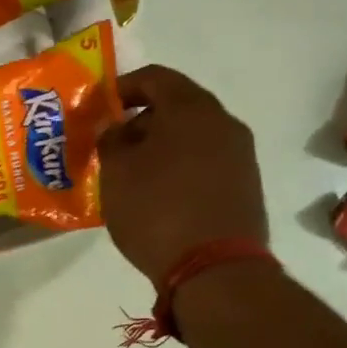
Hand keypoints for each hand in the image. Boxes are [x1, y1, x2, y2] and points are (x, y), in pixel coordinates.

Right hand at [99, 65, 267, 282]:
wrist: (215, 269)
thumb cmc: (157, 210)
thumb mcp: (116, 173)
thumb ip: (110, 140)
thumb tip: (116, 128)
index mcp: (191, 108)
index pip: (155, 77)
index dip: (122, 88)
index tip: (100, 109)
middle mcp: (224, 122)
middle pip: (178, 106)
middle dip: (142, 121)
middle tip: (113, 145)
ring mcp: (241, 155)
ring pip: (193, 136)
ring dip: (162, 147)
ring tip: (133, 175)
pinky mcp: (246, 186)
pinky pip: (206, 163)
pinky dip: (180, 168)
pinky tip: (160, 196)